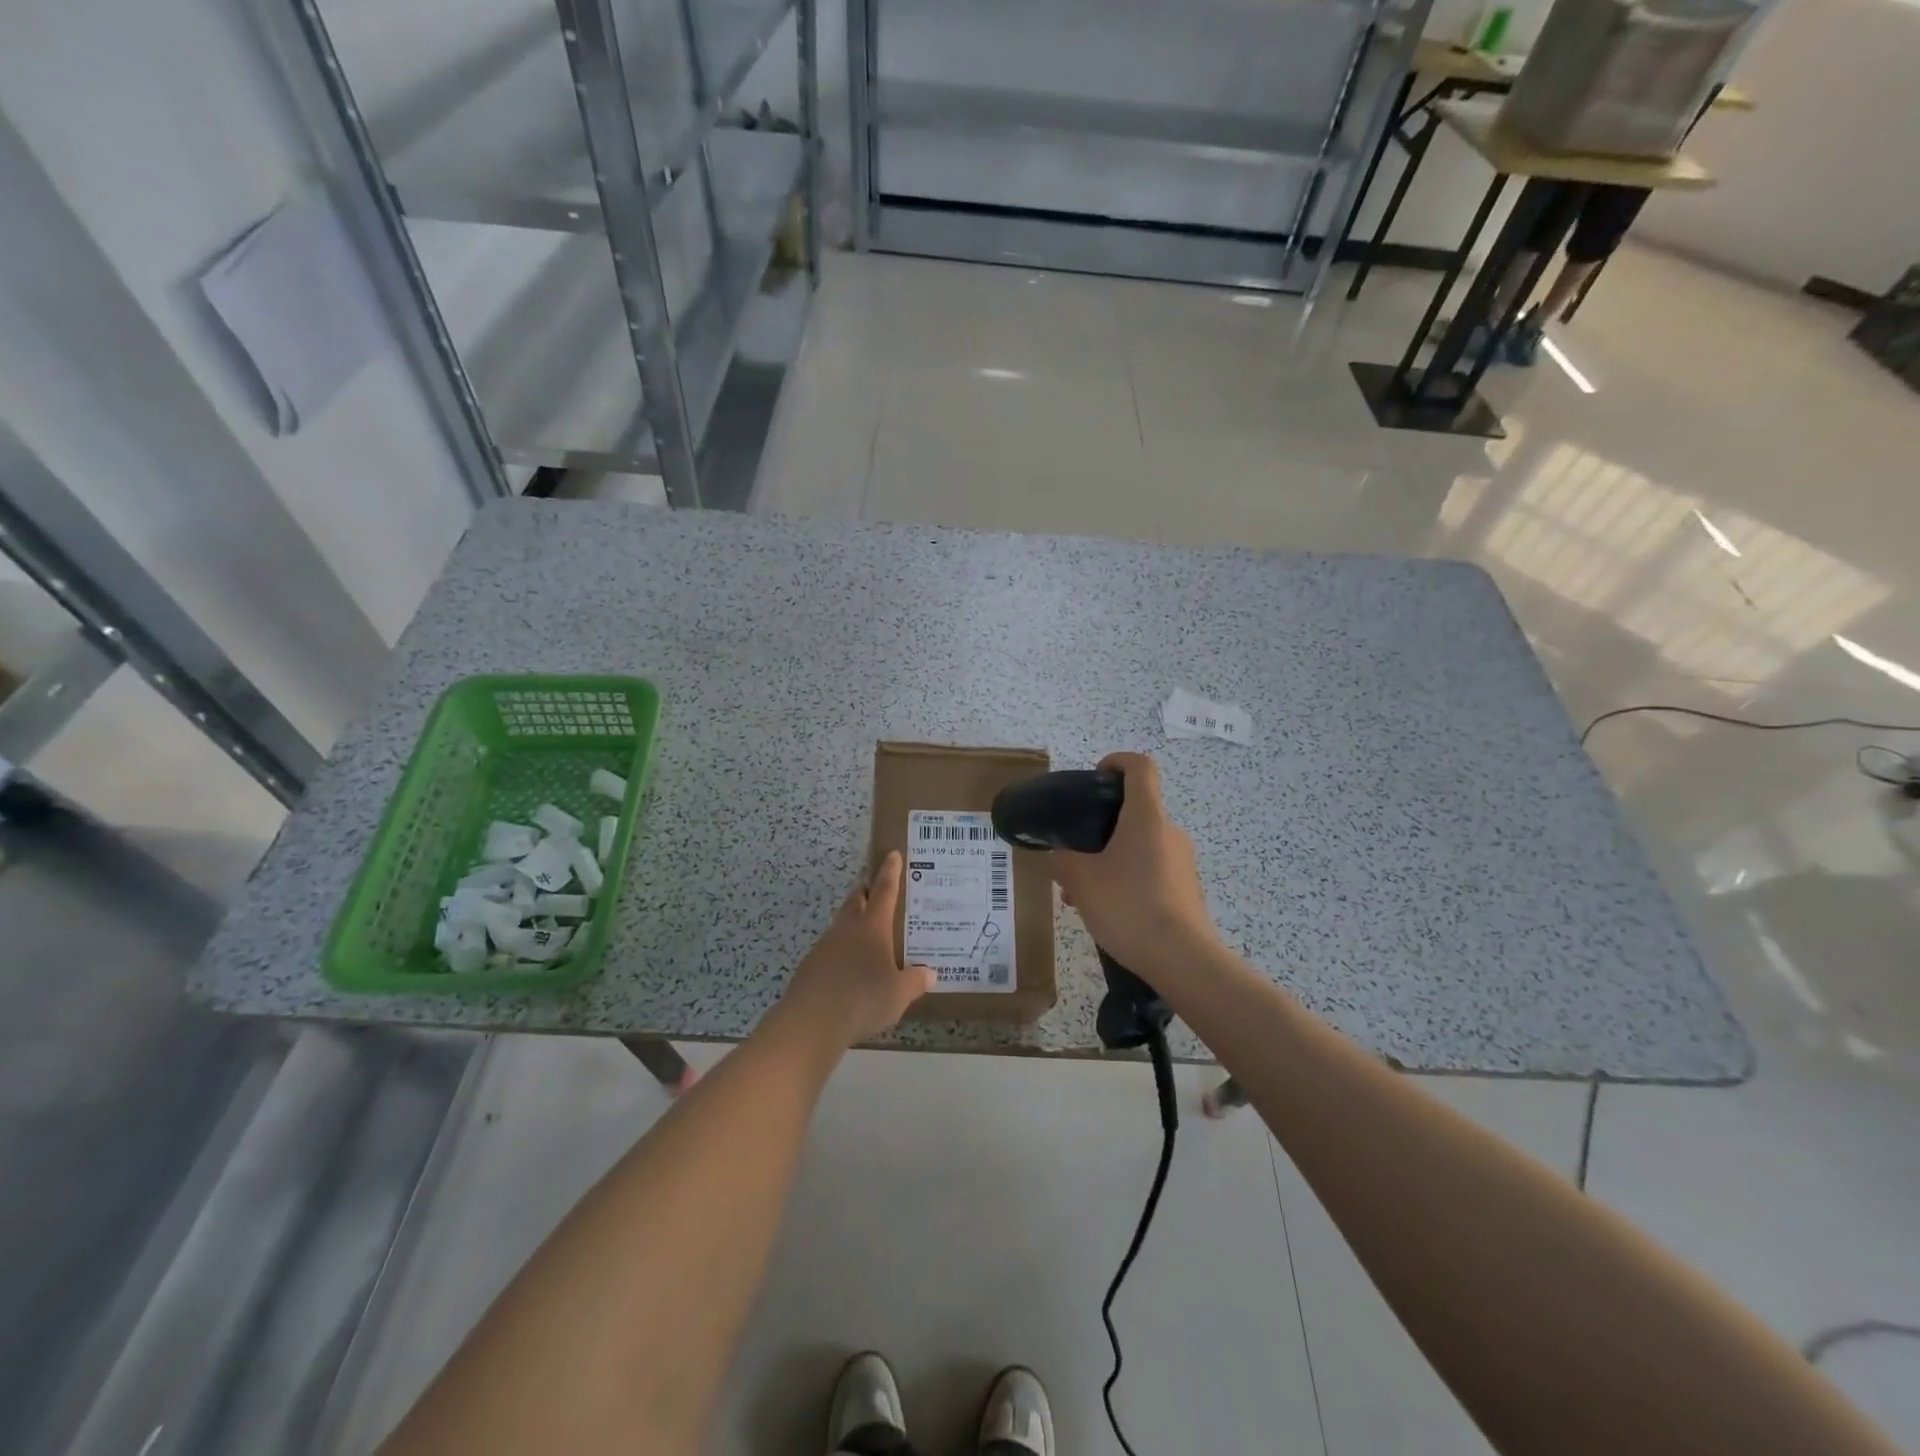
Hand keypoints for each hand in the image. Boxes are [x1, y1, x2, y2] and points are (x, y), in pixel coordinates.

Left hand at [783, 852, 935, 1044]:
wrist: (811, 1020)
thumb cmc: (863, 998)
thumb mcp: (898, 994)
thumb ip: (915, 982)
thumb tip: (930, 973)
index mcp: (872, 926)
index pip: (884, 890)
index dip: (890, 872)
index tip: (891, 854)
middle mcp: (848, 928)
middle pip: (856, 900)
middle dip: (866, 891)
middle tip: (876, 889)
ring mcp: (825, 945)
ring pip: (842, 923)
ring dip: (853, 921)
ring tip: (867, 933)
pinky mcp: (812, 965)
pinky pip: (831, 948)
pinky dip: (842, 949)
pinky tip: (849, 967)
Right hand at [1051, 752, 1218, 975]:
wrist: (1183, 959)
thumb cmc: (1129, 906)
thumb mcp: (1080, 880)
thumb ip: (1061, 860)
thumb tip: (1056, 855)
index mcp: (1146, 817)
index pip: (1140, 767)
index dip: (1117, 762)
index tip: (1095, 778)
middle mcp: (1169, 831)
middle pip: (1135, 811)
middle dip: (1100, 826)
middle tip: (1074, 852)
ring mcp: (1182, 862)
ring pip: (1139, 845)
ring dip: (1109, 858)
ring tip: (1081, 893)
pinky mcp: (1186, 889)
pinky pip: (1150, 870)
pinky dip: (1126, 879)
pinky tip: (1106, 910)